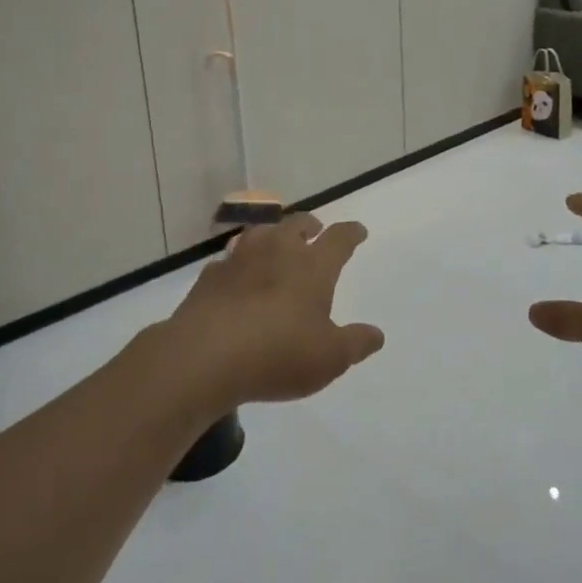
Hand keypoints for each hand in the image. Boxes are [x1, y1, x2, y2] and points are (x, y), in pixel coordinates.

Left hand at [164, 213, 383, 408]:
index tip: (358, 231)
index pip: (339, 238)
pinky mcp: (210, 276)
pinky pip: (230, 259)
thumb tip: (377, 334)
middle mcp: (278, 251)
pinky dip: (239, 263)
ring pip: (261, 233)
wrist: (204, 357)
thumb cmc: (278, 353)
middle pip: (297, 224)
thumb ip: (356, 343)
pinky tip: (237, 276)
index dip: (351, 233)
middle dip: (310, 225)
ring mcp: (240, 259)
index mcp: (313, 265)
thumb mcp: (329, 358)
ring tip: (276, 245)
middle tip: (315, 231)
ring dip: (273, 235)